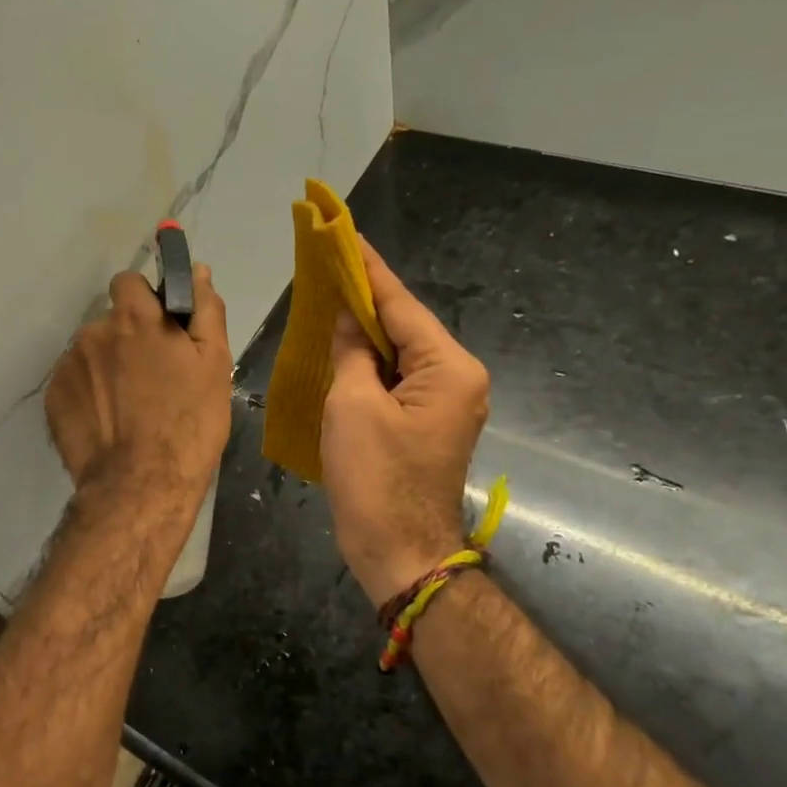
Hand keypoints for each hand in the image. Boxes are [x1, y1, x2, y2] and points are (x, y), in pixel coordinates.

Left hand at [45, 265, 231, 507]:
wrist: (141, 485)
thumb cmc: (188, 423)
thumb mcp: (214, 364)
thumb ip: (204, 310)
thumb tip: (198, 271)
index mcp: (134, 317)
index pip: (128, 282)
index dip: (144, 300)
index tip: (159, 328)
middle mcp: (93, 332)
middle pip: (110, 322)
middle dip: (127, 339)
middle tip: (151, 379)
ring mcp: (68, 366)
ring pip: (91, 354)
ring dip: (106, 368)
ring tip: (128, 408)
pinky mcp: (53, 398)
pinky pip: (74, 383)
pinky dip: (88, 395)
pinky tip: (107, 423)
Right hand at [321, 238, 489, 606]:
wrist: (399, 552)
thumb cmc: (375, 478)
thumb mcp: (353, 406)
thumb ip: (352, 353)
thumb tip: (349, 319)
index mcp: (449, 368)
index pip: (402, 305)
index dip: (369, 270)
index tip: (345, 235)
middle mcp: (457, 378)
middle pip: (405, 326)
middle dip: (366, 298)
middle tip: (329, 264)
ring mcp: (445, 403)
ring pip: (400, 352)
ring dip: (365, 331)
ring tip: (329, 296)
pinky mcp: (426, 422)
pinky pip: (396, 378)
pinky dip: (369, 362)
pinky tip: (342, 347)